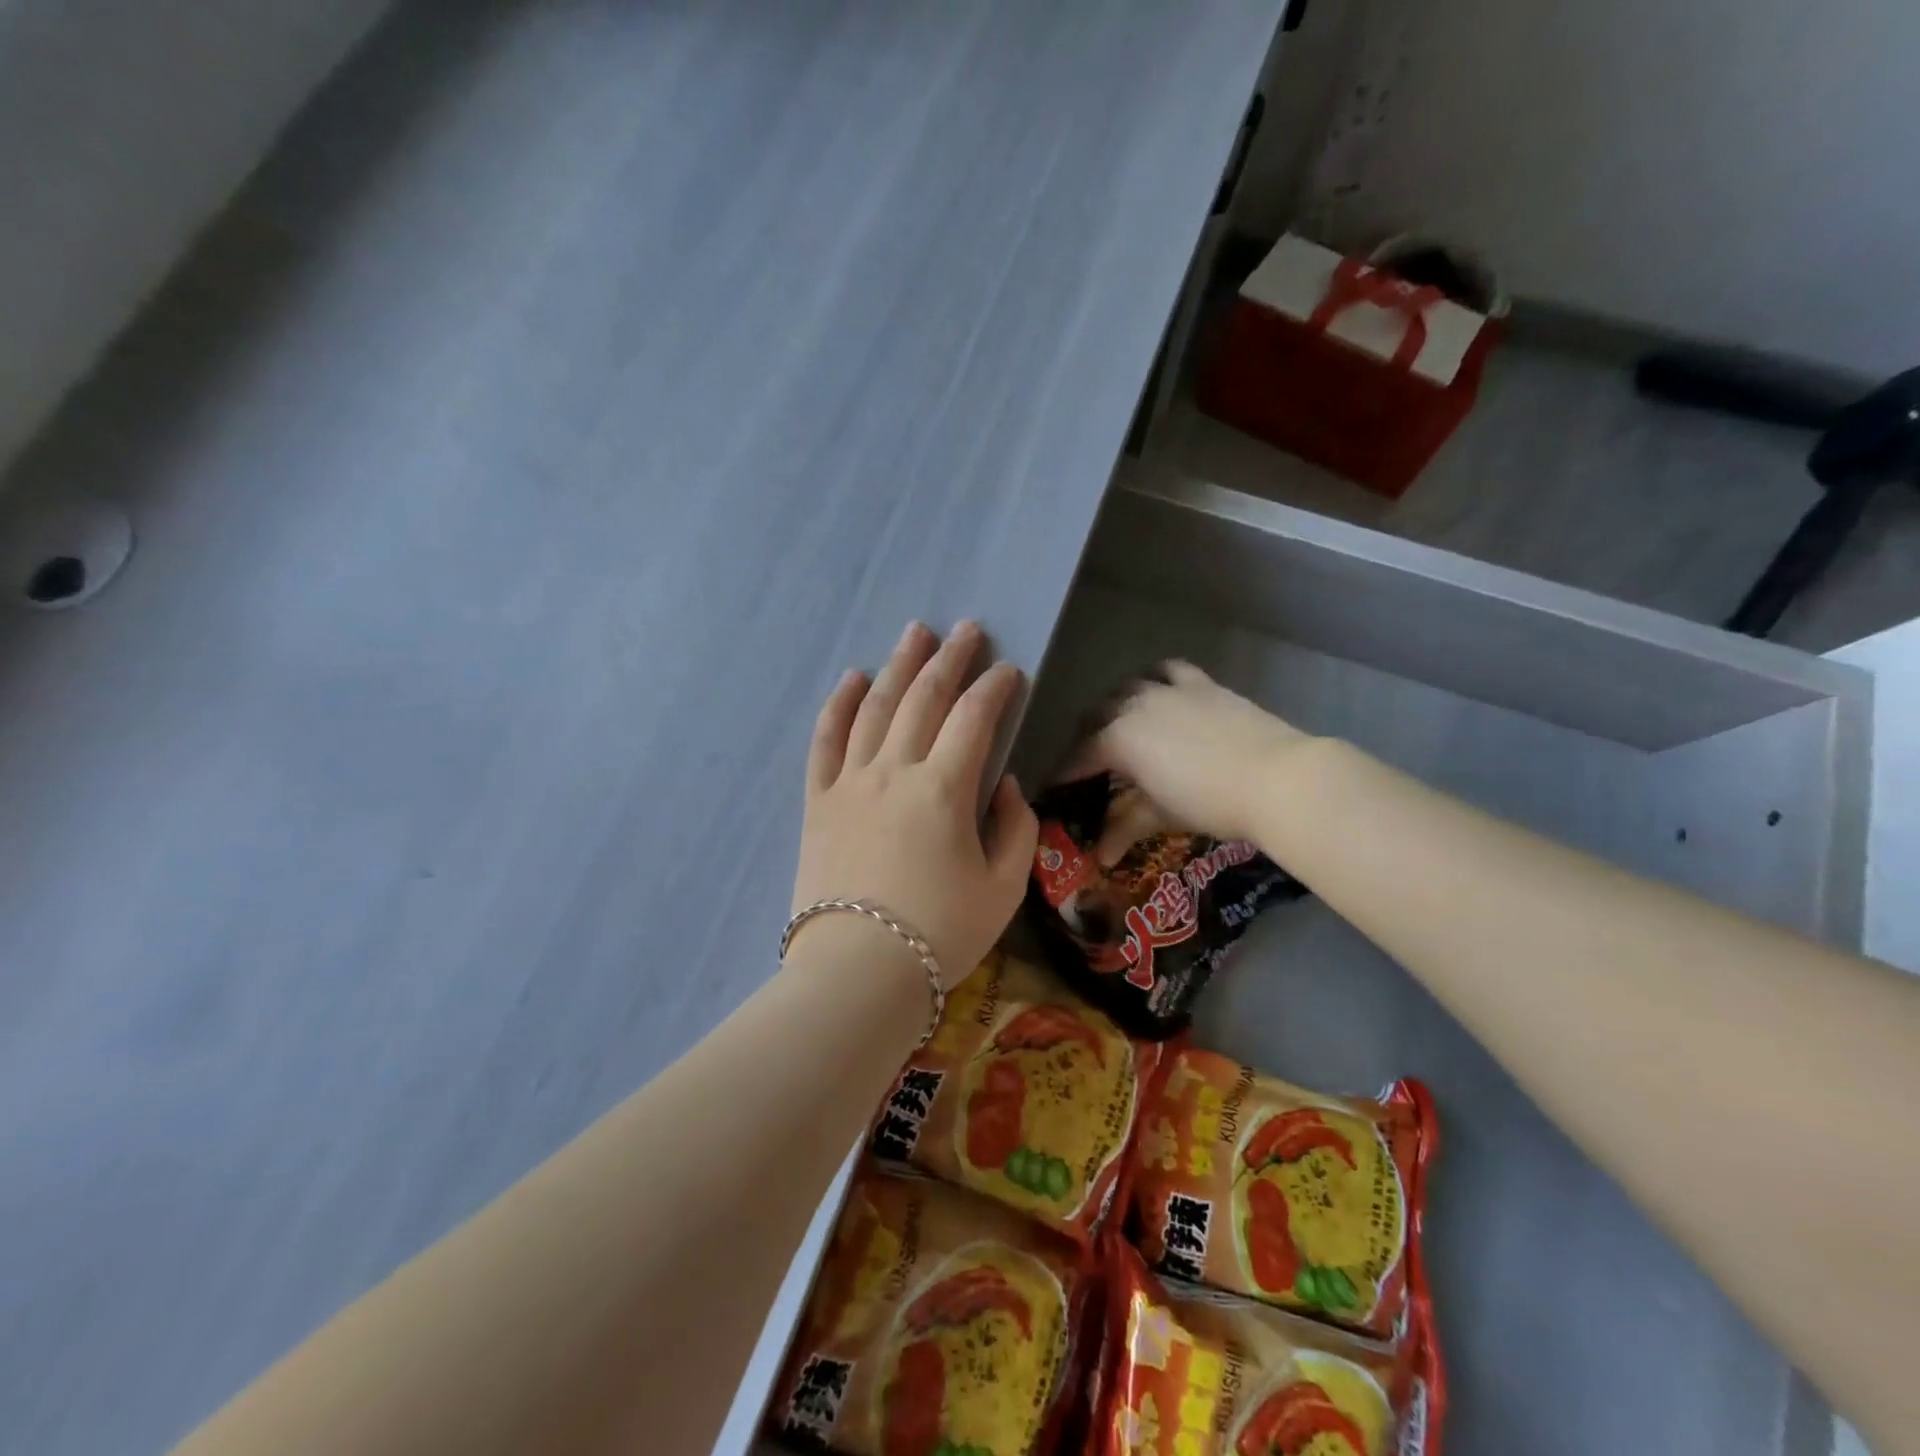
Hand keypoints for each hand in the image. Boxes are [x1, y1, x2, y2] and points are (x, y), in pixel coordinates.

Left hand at [791, 622, 1038, 988]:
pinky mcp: (818, 801)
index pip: (975, 719)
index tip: (1009, 670)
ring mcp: (850, 782)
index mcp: (944, 789)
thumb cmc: (940, 933)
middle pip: (924, 699)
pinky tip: (851, 678)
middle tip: (966, 629)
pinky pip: (825, 741)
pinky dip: (838, 705)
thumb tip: (1001, 783)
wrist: (858, 972)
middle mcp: (894, 771)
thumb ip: (1014, 827)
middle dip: (950, 659)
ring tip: (915, 633)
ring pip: (875, 707)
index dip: (995, 689)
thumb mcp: (1003, 887)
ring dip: (898, 666)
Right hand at [1072, 661, 1311, 843]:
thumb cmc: (1210, 802)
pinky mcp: (1201, 683)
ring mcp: (1168, 690)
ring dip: (1116, 704)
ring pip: (1128, 688)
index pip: (1079, 755)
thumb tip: (1100, 856)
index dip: (1066, 772)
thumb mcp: (1161, 815)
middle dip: (1086, 736)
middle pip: (1097, 715)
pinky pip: (1168, 670)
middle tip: (1090, 760)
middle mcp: (1134, 706)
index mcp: (1118, 739)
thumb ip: (1124, 828)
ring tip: (1120, 722)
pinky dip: (1155, 678)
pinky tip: (1158, 690)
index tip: (1057, 786)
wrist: (1277, 778)